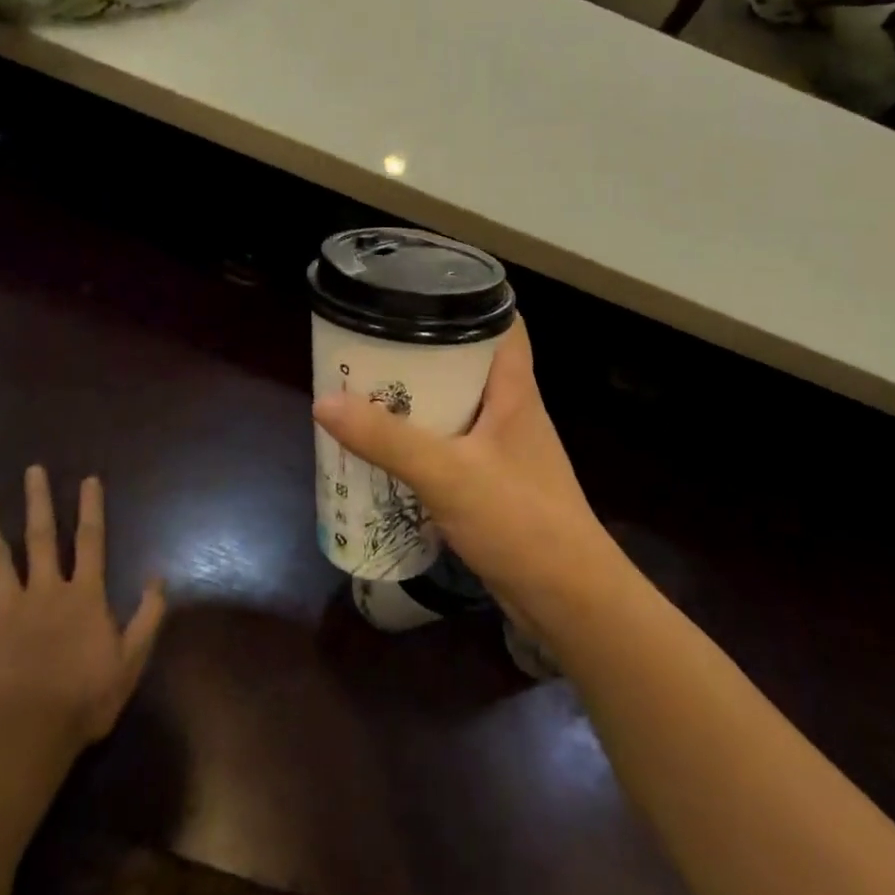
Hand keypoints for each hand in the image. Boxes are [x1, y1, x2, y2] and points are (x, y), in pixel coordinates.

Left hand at [0, 467, 165, 756]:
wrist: (29, 736)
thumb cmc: (85, 698)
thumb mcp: (131, 660)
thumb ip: (148, 616)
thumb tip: (159, 577)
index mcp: (84, 594)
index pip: (91, 540)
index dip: (91, 508)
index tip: (89, 480)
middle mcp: (46, 589)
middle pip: (41, 536)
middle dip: (39, 501)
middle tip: (32, 470)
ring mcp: (8, 607)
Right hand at [312, 320, 619, 624]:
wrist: (569, 601)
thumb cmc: (520, 520)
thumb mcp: (447, 473)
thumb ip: (387, 439)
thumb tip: (325, 402)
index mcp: (515, 391)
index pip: (503, 326)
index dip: (470, 302)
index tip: (421, 293)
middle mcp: (512, 413)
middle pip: (469, 366)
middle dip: (424, 355)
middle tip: (374, 347)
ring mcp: (504, 452)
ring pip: (458, 410)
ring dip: (420, 403)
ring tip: (369, 393)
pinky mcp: (494, 487)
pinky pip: (453, 450)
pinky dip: (423, 446)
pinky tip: (388, 453)